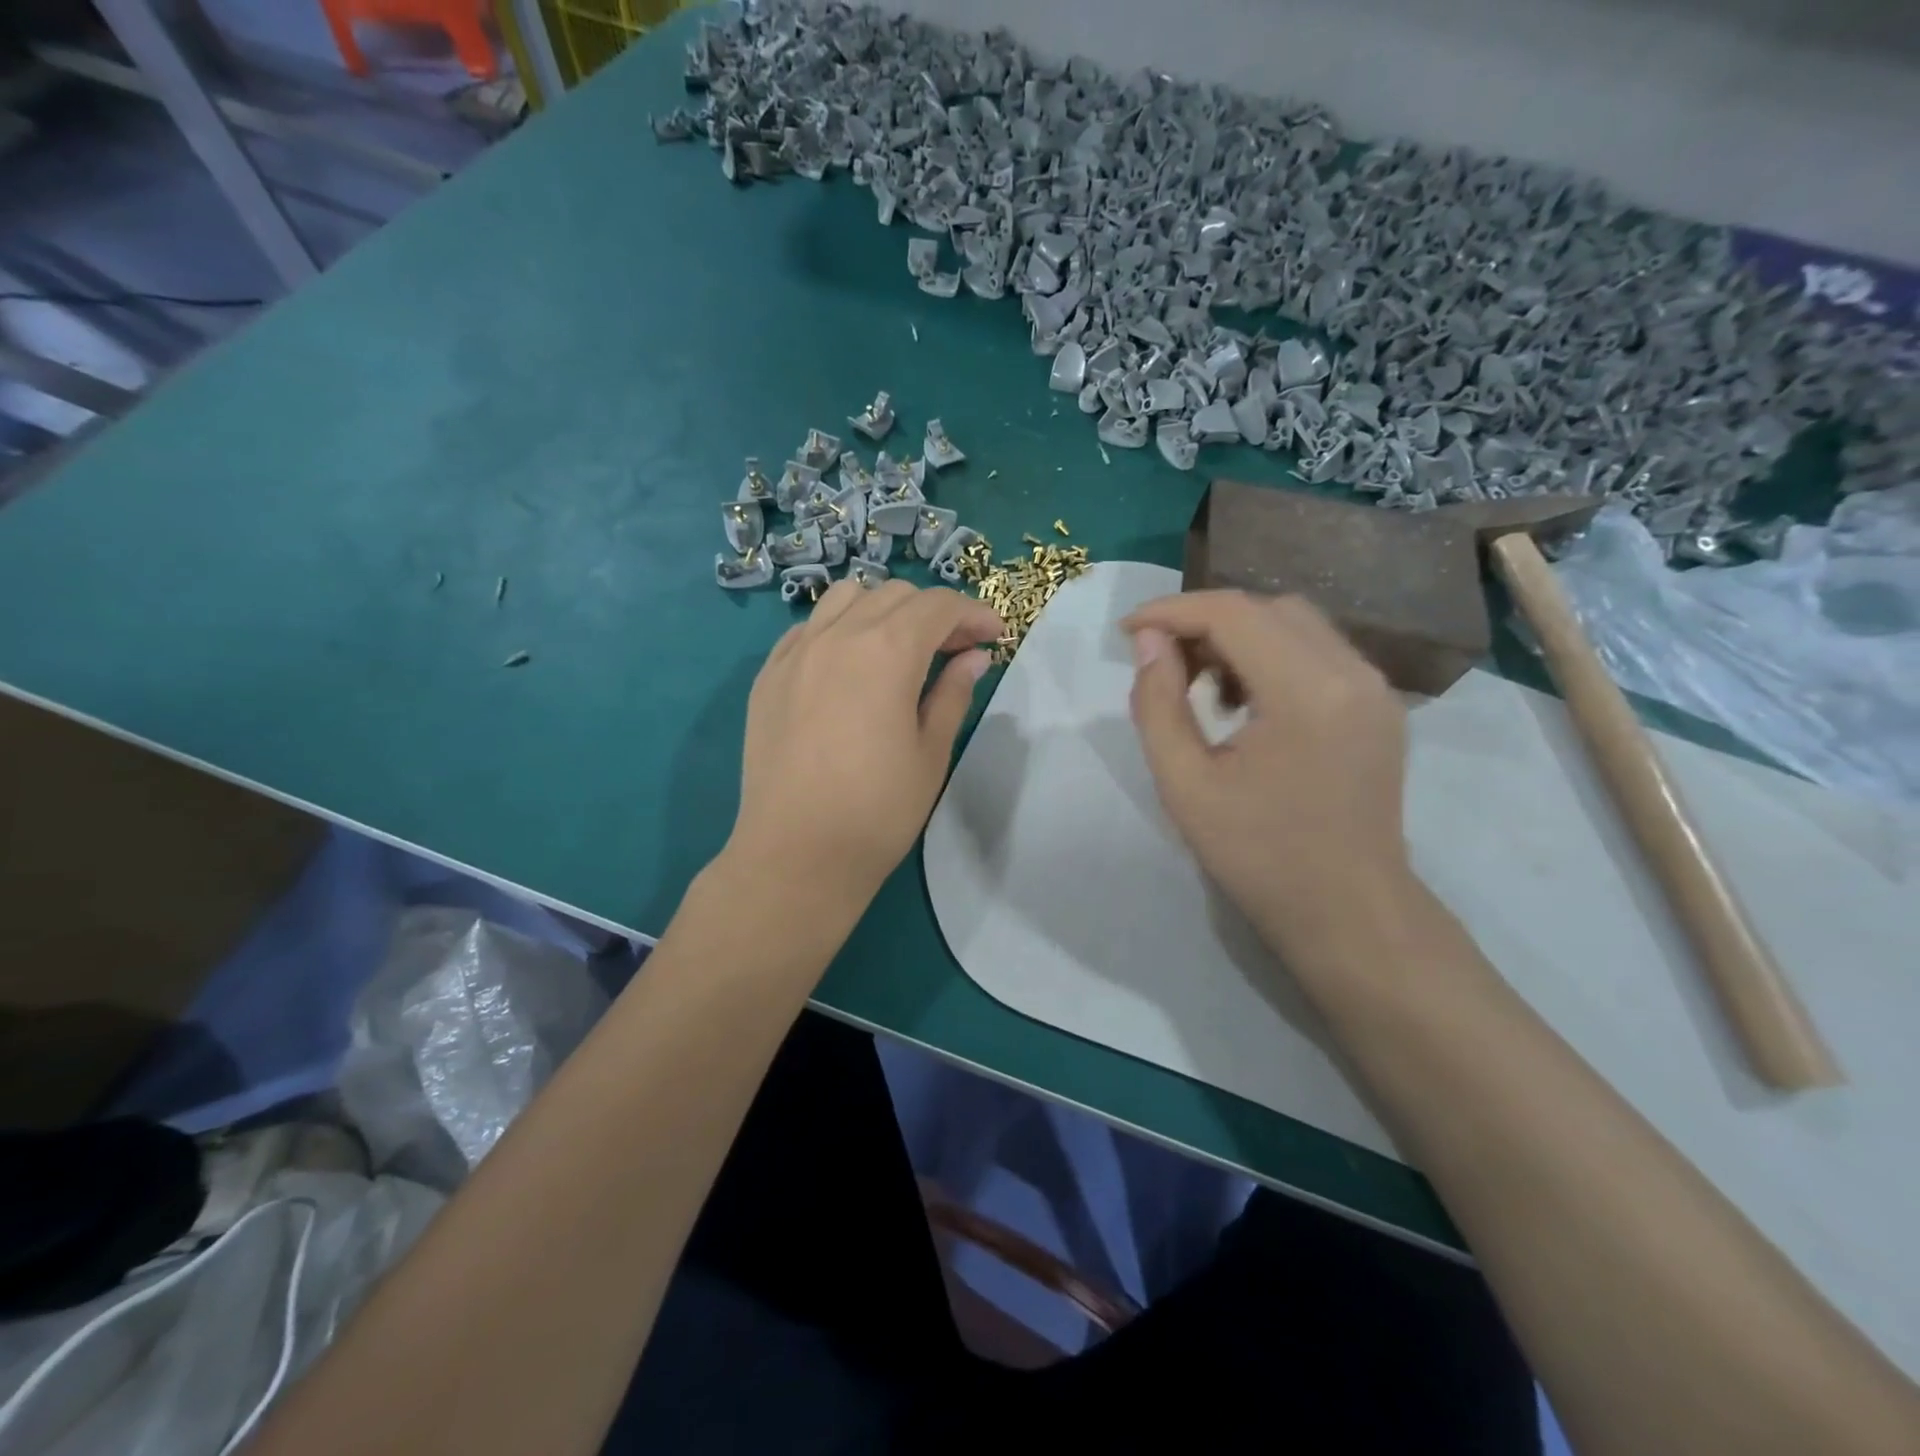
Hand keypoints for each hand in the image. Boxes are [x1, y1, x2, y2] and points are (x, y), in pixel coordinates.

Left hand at [725, 578, 1002, 913]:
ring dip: (883, 610)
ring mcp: (796, 652)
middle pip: (894, 595)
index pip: (938, 607)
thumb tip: (974, 657)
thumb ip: (953, 694)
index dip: (974, 614)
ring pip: (846, 598)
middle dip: (933, 613)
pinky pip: (810, 628)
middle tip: (955, 651)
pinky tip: (850, 665)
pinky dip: (840, 629)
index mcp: (886, 652)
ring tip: (900, 649)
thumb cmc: (877, 811)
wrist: (796, 854)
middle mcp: (837, 636)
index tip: (994, 636)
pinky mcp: (768, 675)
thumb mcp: (930, 753)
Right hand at [1123, 591, 1413, 960]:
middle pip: (1267, 609)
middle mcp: (1352, 673)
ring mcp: (1375, 688)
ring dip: (1239, 637)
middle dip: (1204, 622)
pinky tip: (1242, 700)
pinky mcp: (1379, 705)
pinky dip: (1271, 656)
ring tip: (1199, 683)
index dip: (1171, 612)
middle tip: (1161, 661)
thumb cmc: (1258, 856)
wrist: (1348, 912)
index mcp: (1307, 692)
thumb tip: (1148, 641)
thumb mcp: (1184, 783)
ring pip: (1296, 625)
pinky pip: (1318, 652)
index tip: (1126, 631)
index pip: (1233, 614)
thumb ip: (1158, 703)